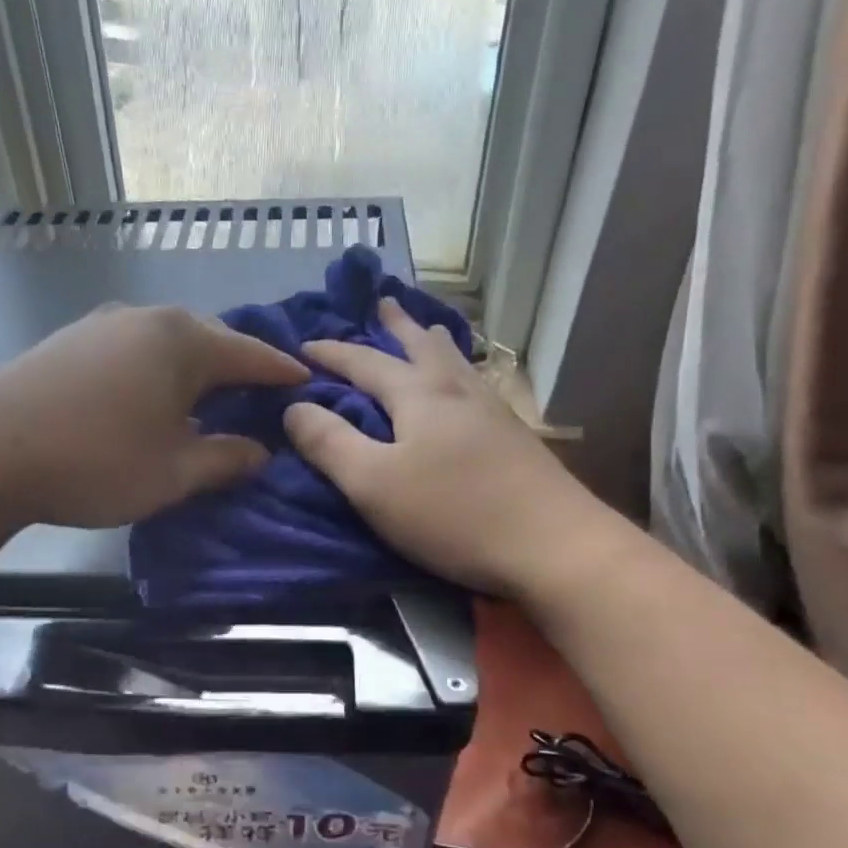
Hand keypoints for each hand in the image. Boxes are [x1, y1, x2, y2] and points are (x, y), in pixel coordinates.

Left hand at [0, 304, 306, 529]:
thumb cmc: (96, 462)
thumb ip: (225, 459)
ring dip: (194, 368)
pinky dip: (156, 370)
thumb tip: (260, 452)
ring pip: (167, 342)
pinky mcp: (68, 342)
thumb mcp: (175, 472)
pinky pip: (132, 350)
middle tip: (260, 393)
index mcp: (182, 342)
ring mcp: (101, 325)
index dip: (281, 371)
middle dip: (238, 366)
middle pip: (209, 339)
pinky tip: (151, 397)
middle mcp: (145, 319)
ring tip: (209, 397)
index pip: (250, 353)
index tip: (307, 381)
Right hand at [283, 298, 615, 594]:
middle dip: (396, 326)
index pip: (364, 362)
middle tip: (382, 303)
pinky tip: (466, 387)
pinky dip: (459, 371)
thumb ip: (330, 443)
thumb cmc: (453, 513)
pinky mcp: (515, 438)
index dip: (331, 353)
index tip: (303, 346)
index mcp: (418, 396)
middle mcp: (457, 391)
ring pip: (456, 363)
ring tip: (425, 331)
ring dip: (432, 342)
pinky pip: (476, 385)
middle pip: (421, 346)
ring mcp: (493, 412)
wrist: (552, 545)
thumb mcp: (373, 484)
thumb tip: (294, 407)